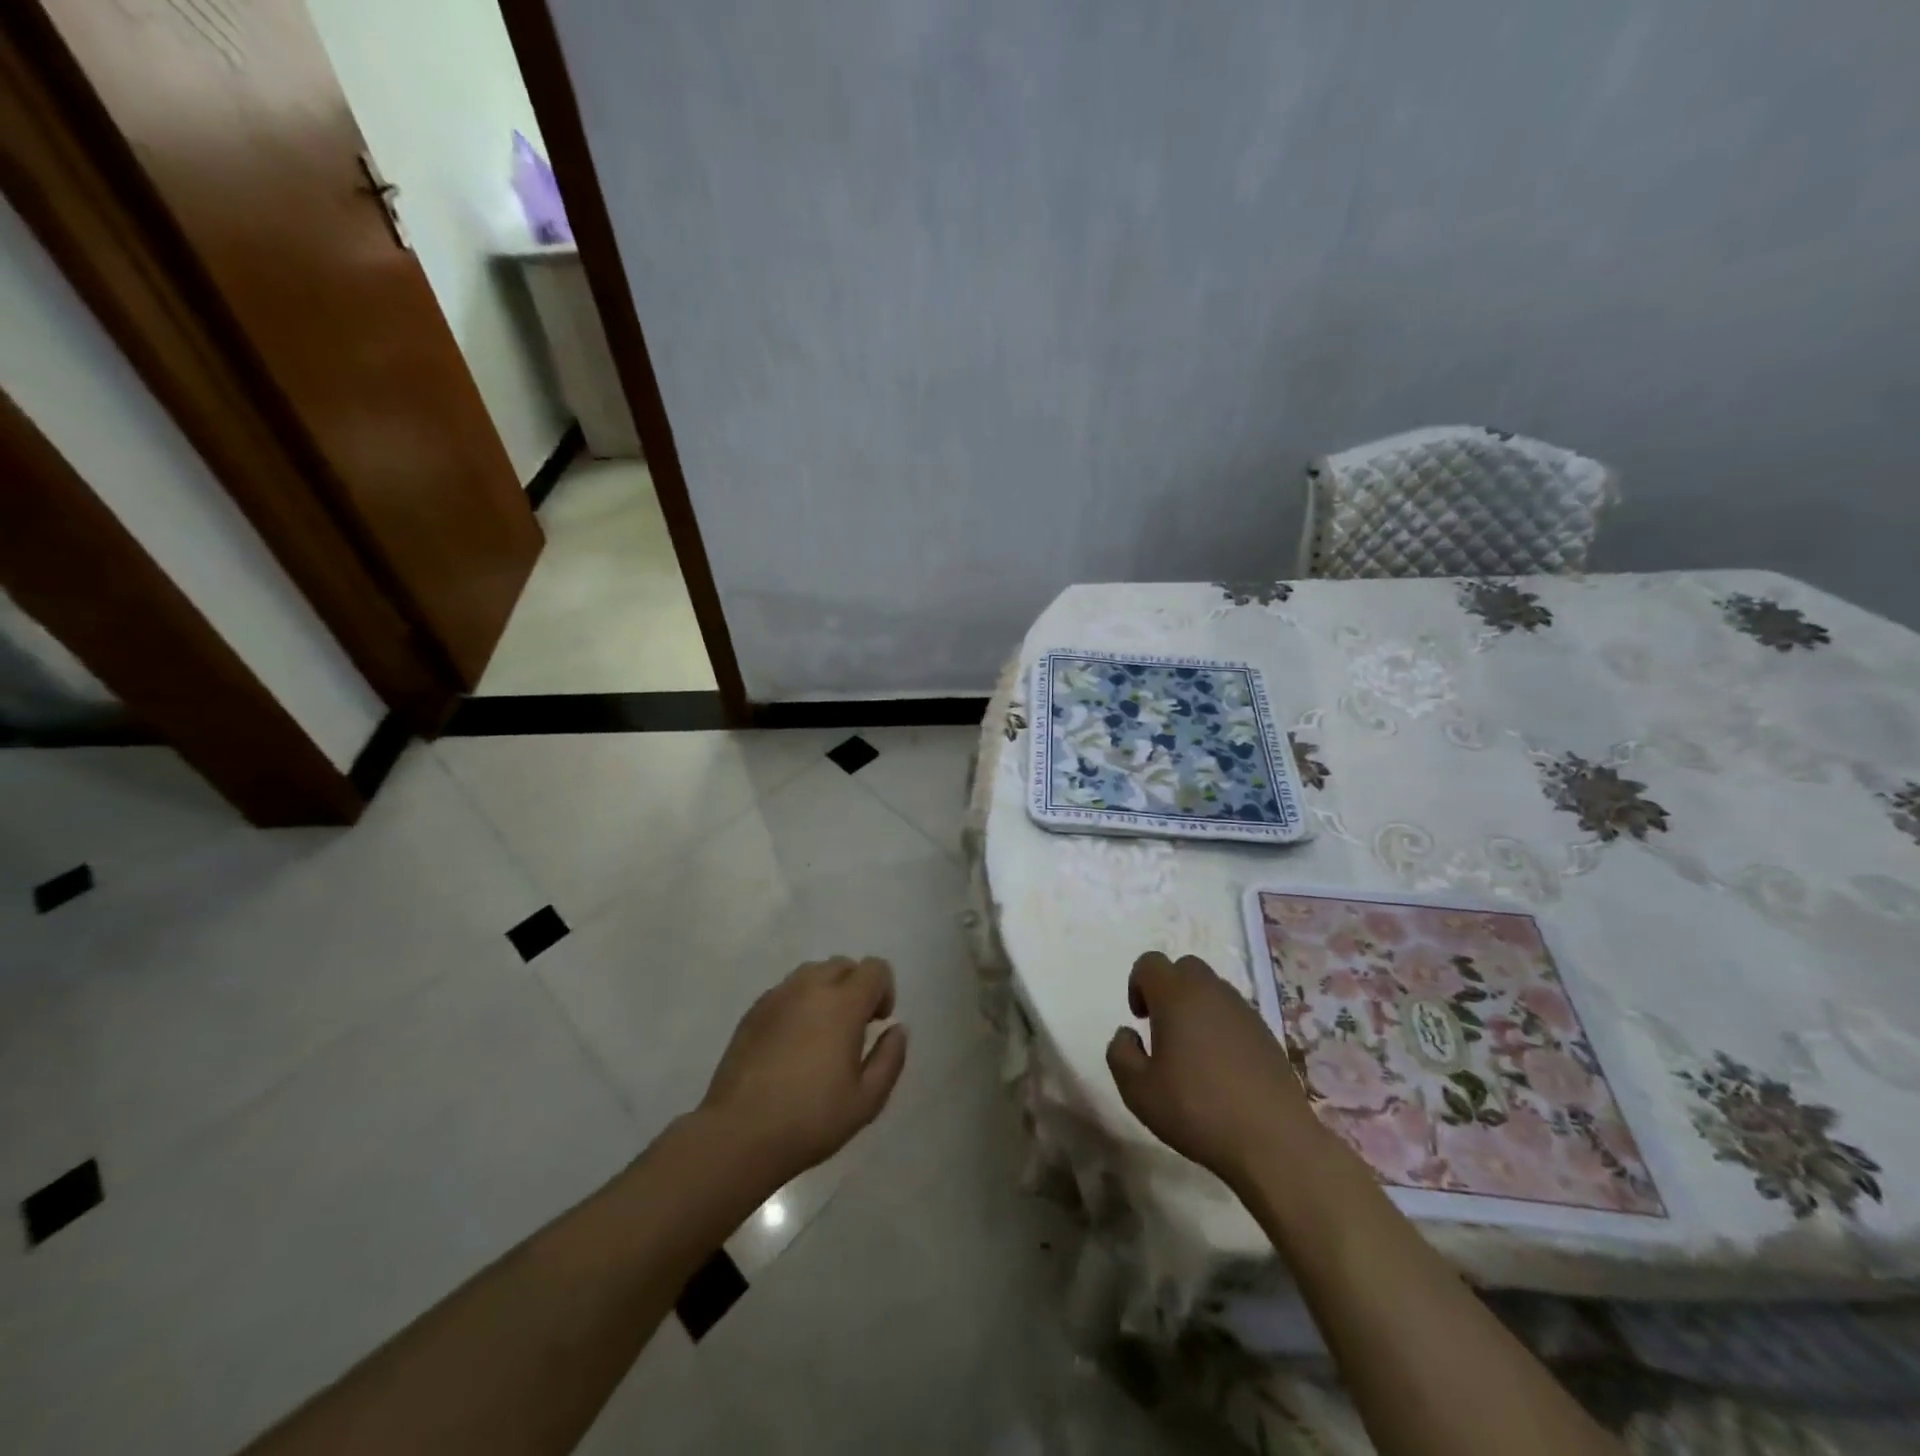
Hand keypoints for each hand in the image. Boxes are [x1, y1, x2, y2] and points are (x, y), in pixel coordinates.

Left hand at [699, 957, 908, 1186]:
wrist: (739, 1135)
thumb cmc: (810, 1119)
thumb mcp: (867, 1100)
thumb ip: (890, 1058)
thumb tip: (897, 1029)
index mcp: (843, 1003)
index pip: (874, 968)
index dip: (884, 990)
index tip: (878, 1023)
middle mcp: (809, 988)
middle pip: (843, 964)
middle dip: (856, 987)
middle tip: (854, 1028)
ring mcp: (777, 996)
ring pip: (812, 973)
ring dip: (826, 991)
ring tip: (822, 1033)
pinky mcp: (752, 1011)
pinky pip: (786, 991)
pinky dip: (798, 1004)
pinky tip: (792, 1044)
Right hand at [1106, 951, 1315, 1187]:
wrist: (1274, 1141)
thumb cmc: (1197, 1110)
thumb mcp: (1137, 1090)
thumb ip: (1120, 1053)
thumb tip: (1127, 1034)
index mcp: (1177, 996)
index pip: (1150, 963)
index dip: (1137, 984)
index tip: (1140, 1020)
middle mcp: (1211, 992)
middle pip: (1184, 968)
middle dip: (1168, 990)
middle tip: (1164, 1030)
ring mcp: (1244, 1011)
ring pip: (1212, 990)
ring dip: (1196, 1008)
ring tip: (1193, 1053)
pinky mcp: (1266, 1034)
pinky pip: (1234, 1014)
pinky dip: (1221, 1027)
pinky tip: (1222, 1069)